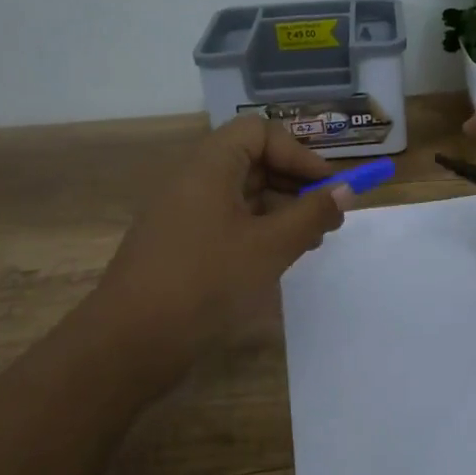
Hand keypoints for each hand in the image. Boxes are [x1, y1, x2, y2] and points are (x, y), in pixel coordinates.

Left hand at [89, 115, 350, 399]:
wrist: (130, 342)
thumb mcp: (270, 246)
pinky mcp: (182, 244)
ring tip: (311, 242)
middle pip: (253, 160)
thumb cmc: (205, 281)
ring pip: (243, 194)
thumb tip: (346, 190)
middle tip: (327, 218)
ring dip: (282, 210)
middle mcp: (194, 180)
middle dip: (295, 183)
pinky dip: (259, 231)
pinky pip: (228, 221)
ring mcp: (184, 213)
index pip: (260, 132)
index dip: (298, 153)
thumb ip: (312, 214)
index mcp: (209, 166)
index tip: (328, 186)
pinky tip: (279, 259)